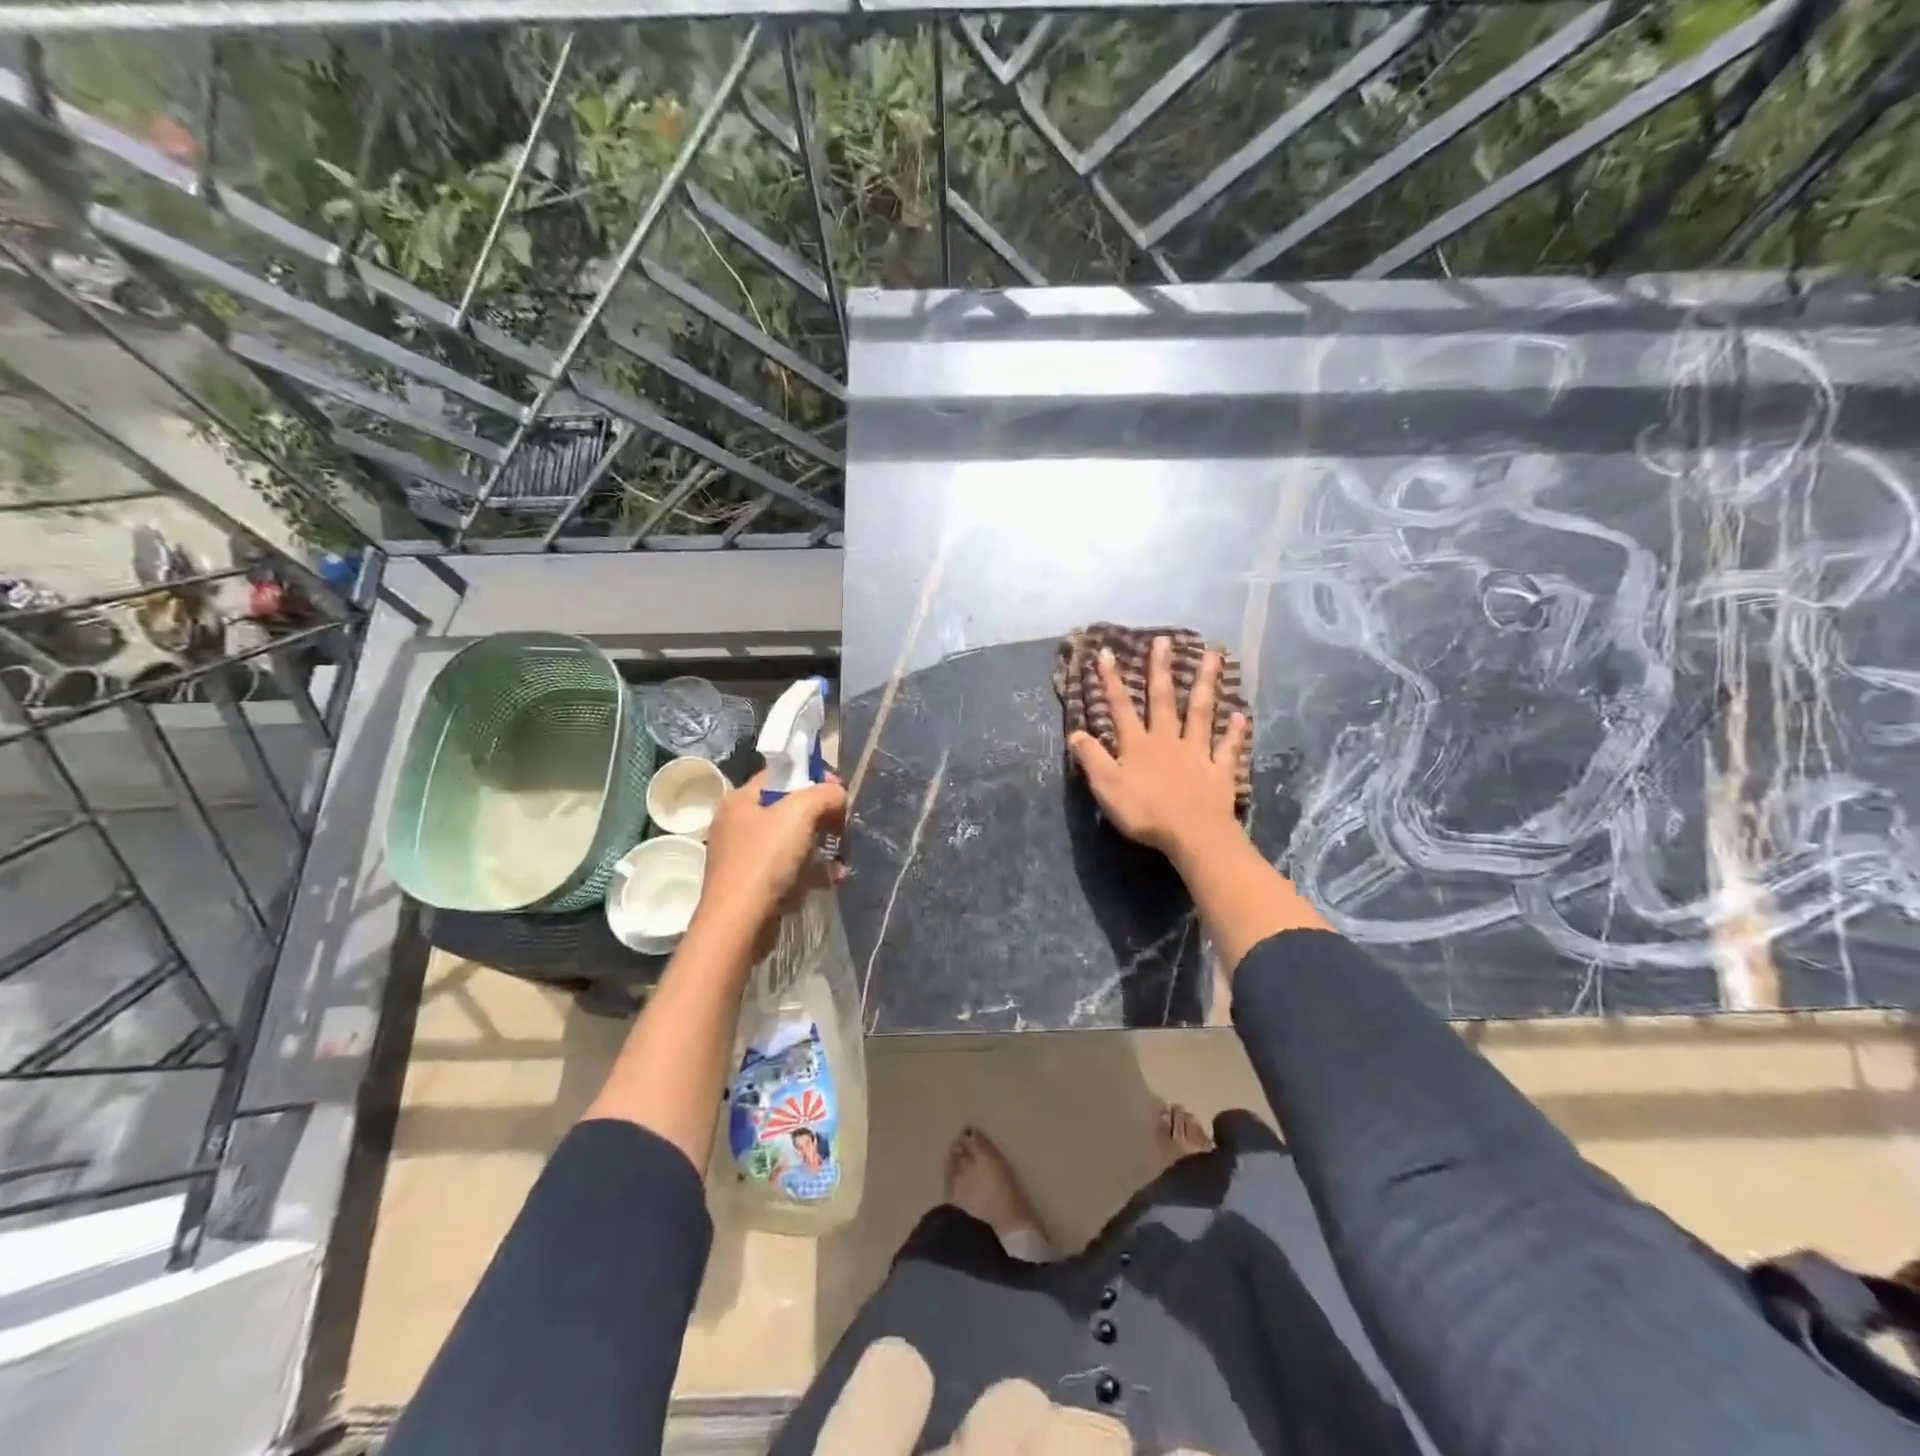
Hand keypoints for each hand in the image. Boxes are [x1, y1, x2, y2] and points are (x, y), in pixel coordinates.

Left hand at [693, 770, 847, 948]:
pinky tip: (832, 880)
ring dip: (823, 848)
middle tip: (842, 828)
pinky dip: (812, 872)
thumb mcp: (799, 813)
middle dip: (823, 817)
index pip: (782, 774)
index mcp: (741, 799)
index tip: (839, 791)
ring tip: (842, 860)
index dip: (814, 776)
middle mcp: (739, 824)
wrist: (739, 924)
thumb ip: (824, 794)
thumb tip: (837, 794)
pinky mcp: (755, 885)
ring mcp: (746, 856)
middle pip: (791, 809)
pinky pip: (790, 869)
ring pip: (794, 841)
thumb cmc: (765, 860)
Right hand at [1068, 635, 1247, 859]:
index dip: (1111, 682)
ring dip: (1206, 684)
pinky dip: (1235, 732)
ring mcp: (1197, 754)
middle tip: (1164, 640)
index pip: (1121, 708)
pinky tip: (1241, 715)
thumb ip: (1091, 758)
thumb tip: (1075, 732)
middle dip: (1161, 669)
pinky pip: (1227, 748)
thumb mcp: (1106, 786)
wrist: (1192, 834)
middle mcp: (1168, 741)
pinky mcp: (1219, 772)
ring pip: (1201, 713)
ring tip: (1214, 655)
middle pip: (1164, 700)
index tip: (1107, 653)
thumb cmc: (1145, 811)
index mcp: (1138, 745)